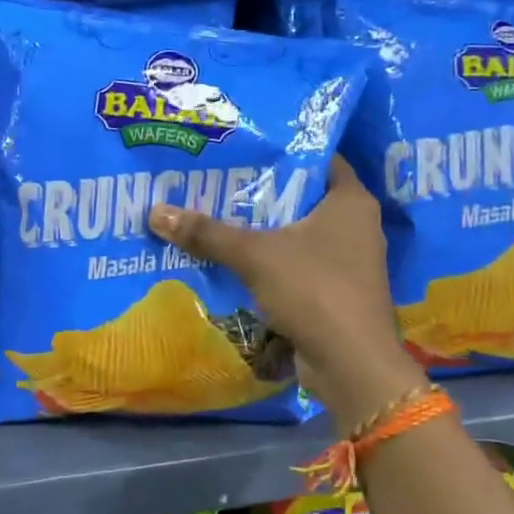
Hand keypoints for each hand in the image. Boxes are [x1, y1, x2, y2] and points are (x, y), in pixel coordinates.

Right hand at [147, 155, 423, 426]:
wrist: (351, 364)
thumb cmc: (314, 290)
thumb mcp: (255, 255)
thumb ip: (208, 233)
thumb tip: (155, 212)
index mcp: (351, 200)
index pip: (319, 159)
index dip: (283, 151)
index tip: (244, 148)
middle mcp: (357, 225)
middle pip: (304, 198)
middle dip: (264, 194)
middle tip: (220, 182)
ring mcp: (350, 262)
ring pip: (300, 235)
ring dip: (266, 232)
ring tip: (220, 218)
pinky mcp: (338, 293)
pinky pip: (300, 266)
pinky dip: (273, 263)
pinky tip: (237, 262)